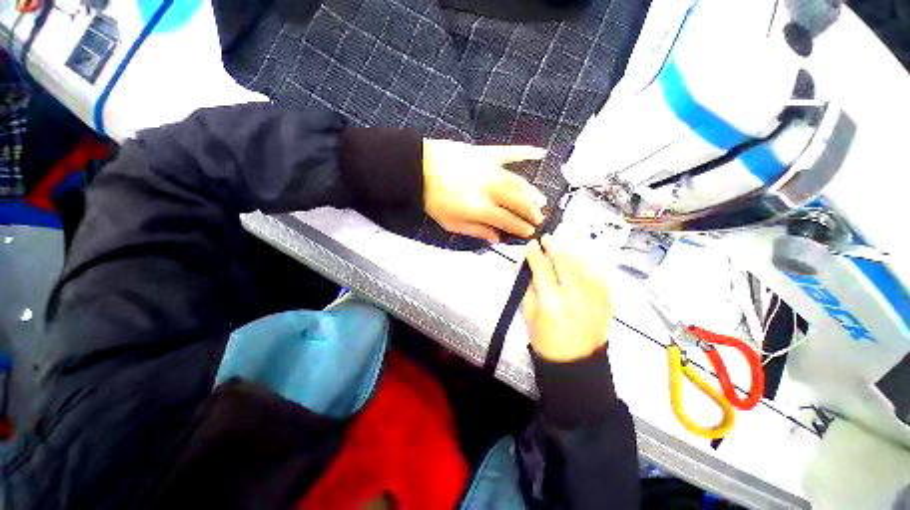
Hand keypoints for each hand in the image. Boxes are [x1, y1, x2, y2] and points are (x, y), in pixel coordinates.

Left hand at [423, 139, 547, 242]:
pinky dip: (526, 152)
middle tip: (540, 219)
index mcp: (477, 207)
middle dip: (531, 212)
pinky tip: (542, 153)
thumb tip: (495, 239)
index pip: (506, 219)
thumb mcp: (450, 223)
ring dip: (531, 192)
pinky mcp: (485, 153)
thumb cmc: (432, 199)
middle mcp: (488, 188)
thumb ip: (475, 231)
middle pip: (517, 201)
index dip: (520, 227)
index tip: (530, 232)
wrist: (418, 168)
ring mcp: (488, 168)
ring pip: (517, 181)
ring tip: (541, 200)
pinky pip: (510, 152)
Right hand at [522, 235, 612, 361]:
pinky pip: (604, 274)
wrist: (576, 363)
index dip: (535, 253)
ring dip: (578, 246)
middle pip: (565, 261)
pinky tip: (597, 248)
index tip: (531, 244)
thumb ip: (526, 287)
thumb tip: (522, 265)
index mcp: (551, 301)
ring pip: (586, 263)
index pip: (542, 268)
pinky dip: (600, 259)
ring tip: (572, 232)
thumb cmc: (546, 340)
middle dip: (555, 245)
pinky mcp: (607, 301)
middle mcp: (575, 295)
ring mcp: (595, 297)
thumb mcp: (528, 315)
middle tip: (548, 237)